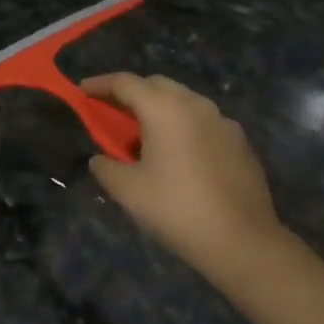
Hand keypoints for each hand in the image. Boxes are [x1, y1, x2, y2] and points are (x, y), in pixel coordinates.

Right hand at [83, 74, 285, 288]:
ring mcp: (223, 121)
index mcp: (165, 109)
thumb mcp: (127, 191)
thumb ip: (105, 167)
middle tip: (112, 113)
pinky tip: (179, 155)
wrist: (242, 240)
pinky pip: (203, 122)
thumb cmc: (177, 210)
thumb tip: (101, 159)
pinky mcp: (240, 142)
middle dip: (131, 93)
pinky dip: (183, 126)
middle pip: (156, 85)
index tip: (82, 91)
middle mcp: (195, 105)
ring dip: (159, 109)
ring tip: (144, 136)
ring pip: (183, 101)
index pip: (125, 82)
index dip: (99, 84)